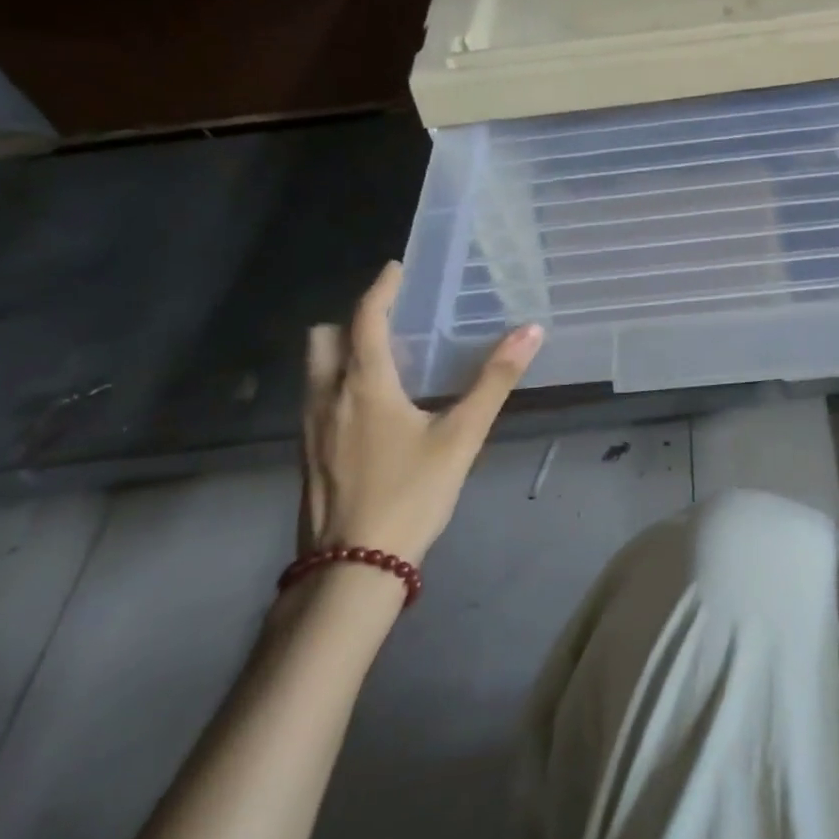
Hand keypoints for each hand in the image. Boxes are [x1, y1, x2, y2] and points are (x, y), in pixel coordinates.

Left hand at [300, 261, 542, 563]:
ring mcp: (310, 430)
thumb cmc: (410, 495)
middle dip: (350, 321)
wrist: (351, 569)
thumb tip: (531, 332)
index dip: (380, 289)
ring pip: (315, 372)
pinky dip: (339, 386)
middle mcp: (327, 398)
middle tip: (389, 323)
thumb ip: (494, 381)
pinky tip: (371, 412)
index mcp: (364, 386)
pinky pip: (318, 401)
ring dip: (342, 354)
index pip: (365, 320)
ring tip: (386, 364)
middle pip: (323, 339)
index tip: (395, 268)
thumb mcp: (461, 437)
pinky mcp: (307, 457)